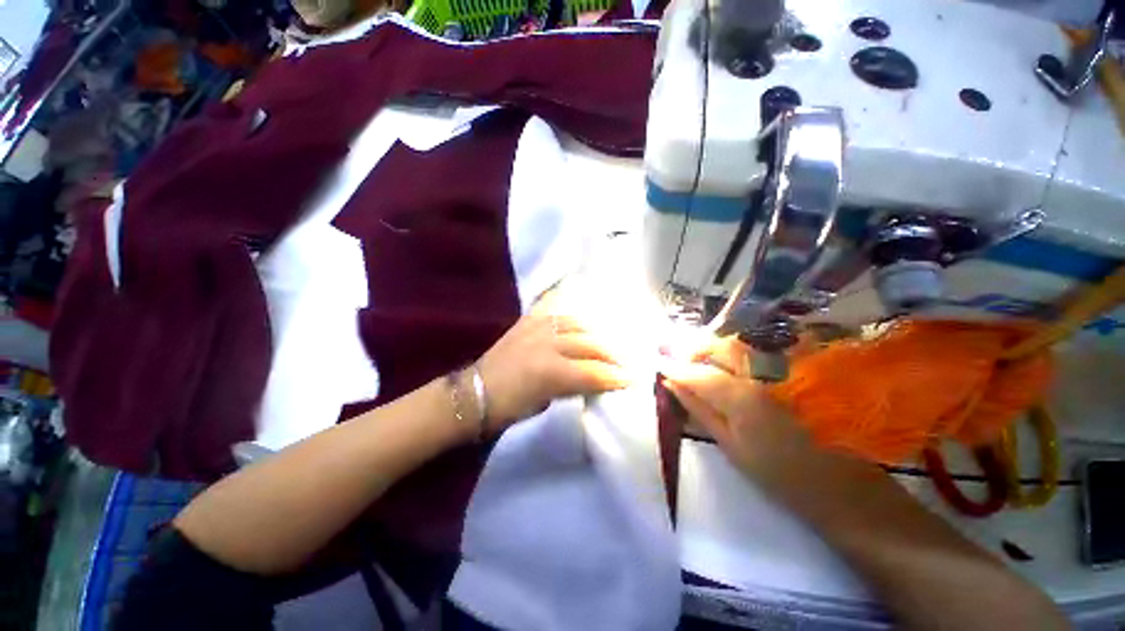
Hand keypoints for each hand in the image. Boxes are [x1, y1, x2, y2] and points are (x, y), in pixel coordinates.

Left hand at [477, 314, 630, 428]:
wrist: (475, 393)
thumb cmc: (510, 407)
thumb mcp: (546, 403)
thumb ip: (572, 386)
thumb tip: (593, 378)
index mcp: (551, 372)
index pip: (593, 372)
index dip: (615, 377)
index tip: (632, 379)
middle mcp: (547, 344)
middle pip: (589, 345)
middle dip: (611, 354)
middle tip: (625, 360)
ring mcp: (536, 327)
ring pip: (576, 324)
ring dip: (595, 332)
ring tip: (607, 339)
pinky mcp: (527, 321)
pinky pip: (554, 310)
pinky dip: (570, 314)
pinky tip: (581, 316)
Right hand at [661, 336, 815, 490]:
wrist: (842, 487)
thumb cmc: (780, 475)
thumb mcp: (730, 446)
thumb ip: (698, 410)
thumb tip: (672, 385)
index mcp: (743, 396)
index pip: (697, 373)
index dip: (674, 367)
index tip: (657, 363)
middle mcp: (763, 374)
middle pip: (720, 346)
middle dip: (694, 348)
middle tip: (679, 359)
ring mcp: (785, 370)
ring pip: (740, 344)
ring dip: (714, 348)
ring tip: (699, 360)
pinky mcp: (798, 372)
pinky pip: (758, 352)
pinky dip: (736, 353)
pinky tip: (727, 364)